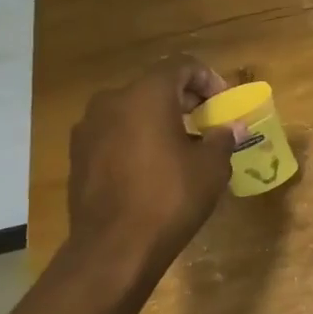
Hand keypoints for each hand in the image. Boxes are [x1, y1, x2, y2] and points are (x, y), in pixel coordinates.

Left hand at [63, 57, 242, 281]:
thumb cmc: (170, 198)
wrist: (113, 248)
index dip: (208, 79)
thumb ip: (223, 139)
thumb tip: (234, 128)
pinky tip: (154, 166)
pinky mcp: (78, 155)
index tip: (223, 103)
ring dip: (159, 119)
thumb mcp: (211, 167)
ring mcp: (89, 129)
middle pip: (154, 86)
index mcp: (146, 95)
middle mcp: (112, 101)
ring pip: (132, 110)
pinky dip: (137, 138)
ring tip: (183, 145)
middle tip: (208, 120)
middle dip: (184, 99)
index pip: (181, 66)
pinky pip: (115, 134)